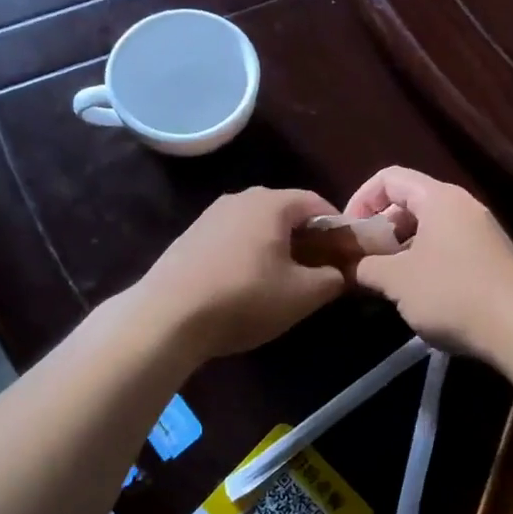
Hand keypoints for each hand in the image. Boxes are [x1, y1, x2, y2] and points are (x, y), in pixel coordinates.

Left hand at [137, 187, 350, 360]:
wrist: (167, 315)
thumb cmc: (244, 298)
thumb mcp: (302, 295)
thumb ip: (332, 279)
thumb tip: (340, 272)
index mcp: (272, 203)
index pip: (317, 202)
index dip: (337, 227)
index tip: (345, 254)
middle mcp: (241, 198)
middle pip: (286, 212)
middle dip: (306, 237)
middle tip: (317, 269)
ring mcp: (211, 215)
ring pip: (257, 225)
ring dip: (276, 246)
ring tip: (282, 279)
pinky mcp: (190, 236)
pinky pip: (232, 237)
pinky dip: (248, 253)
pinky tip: (245, 284)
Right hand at [343, 167, 512, 357]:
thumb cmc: (452, 293)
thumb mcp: (397, 281)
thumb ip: (366, 268)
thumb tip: (351, 267)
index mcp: (438, 198)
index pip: (388, 178)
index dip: (360, 200)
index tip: (349, 234)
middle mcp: (462, 205)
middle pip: (409, 202)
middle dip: (380, 229)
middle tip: (365, 261)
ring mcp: (481, 231)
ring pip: (429, 228)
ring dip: (401, 249)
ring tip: (387, 282)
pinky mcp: (491, 257)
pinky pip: (448, 247)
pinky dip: (425, 261)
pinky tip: (419, 294)